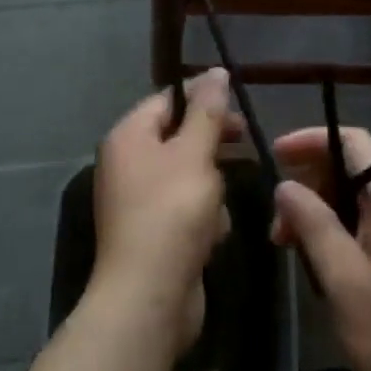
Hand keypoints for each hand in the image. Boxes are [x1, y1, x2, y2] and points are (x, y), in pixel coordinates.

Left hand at [90, 69, 237, 354]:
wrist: (148, 299)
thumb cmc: (172, 212)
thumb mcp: (195, 152)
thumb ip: (208, 110)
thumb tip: (215, 71)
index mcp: (129, 136)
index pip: (168, 99)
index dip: (203, 98)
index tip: (238, 107)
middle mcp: (127, 164)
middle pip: (179, 136)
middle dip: (212, 146)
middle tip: (243, 144)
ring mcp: (138, 201)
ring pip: (189, 174)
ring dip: (211, 188)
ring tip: (217, 208)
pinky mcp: (152, 234)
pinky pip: (185, 209)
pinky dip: (203, 219)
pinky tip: (212, 236)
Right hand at [270, 126, 370, 370]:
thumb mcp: (341, 277)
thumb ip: (311, 222)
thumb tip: (285, 185)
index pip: (353, 140)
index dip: (311, 140)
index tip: (275, 156)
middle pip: (353, 167)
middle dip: (311, 184)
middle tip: (278, 224)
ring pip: (359, 199)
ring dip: (322, 212)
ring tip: (292, 249)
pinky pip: (370, 224)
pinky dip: (340, 232)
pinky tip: (322, 266)